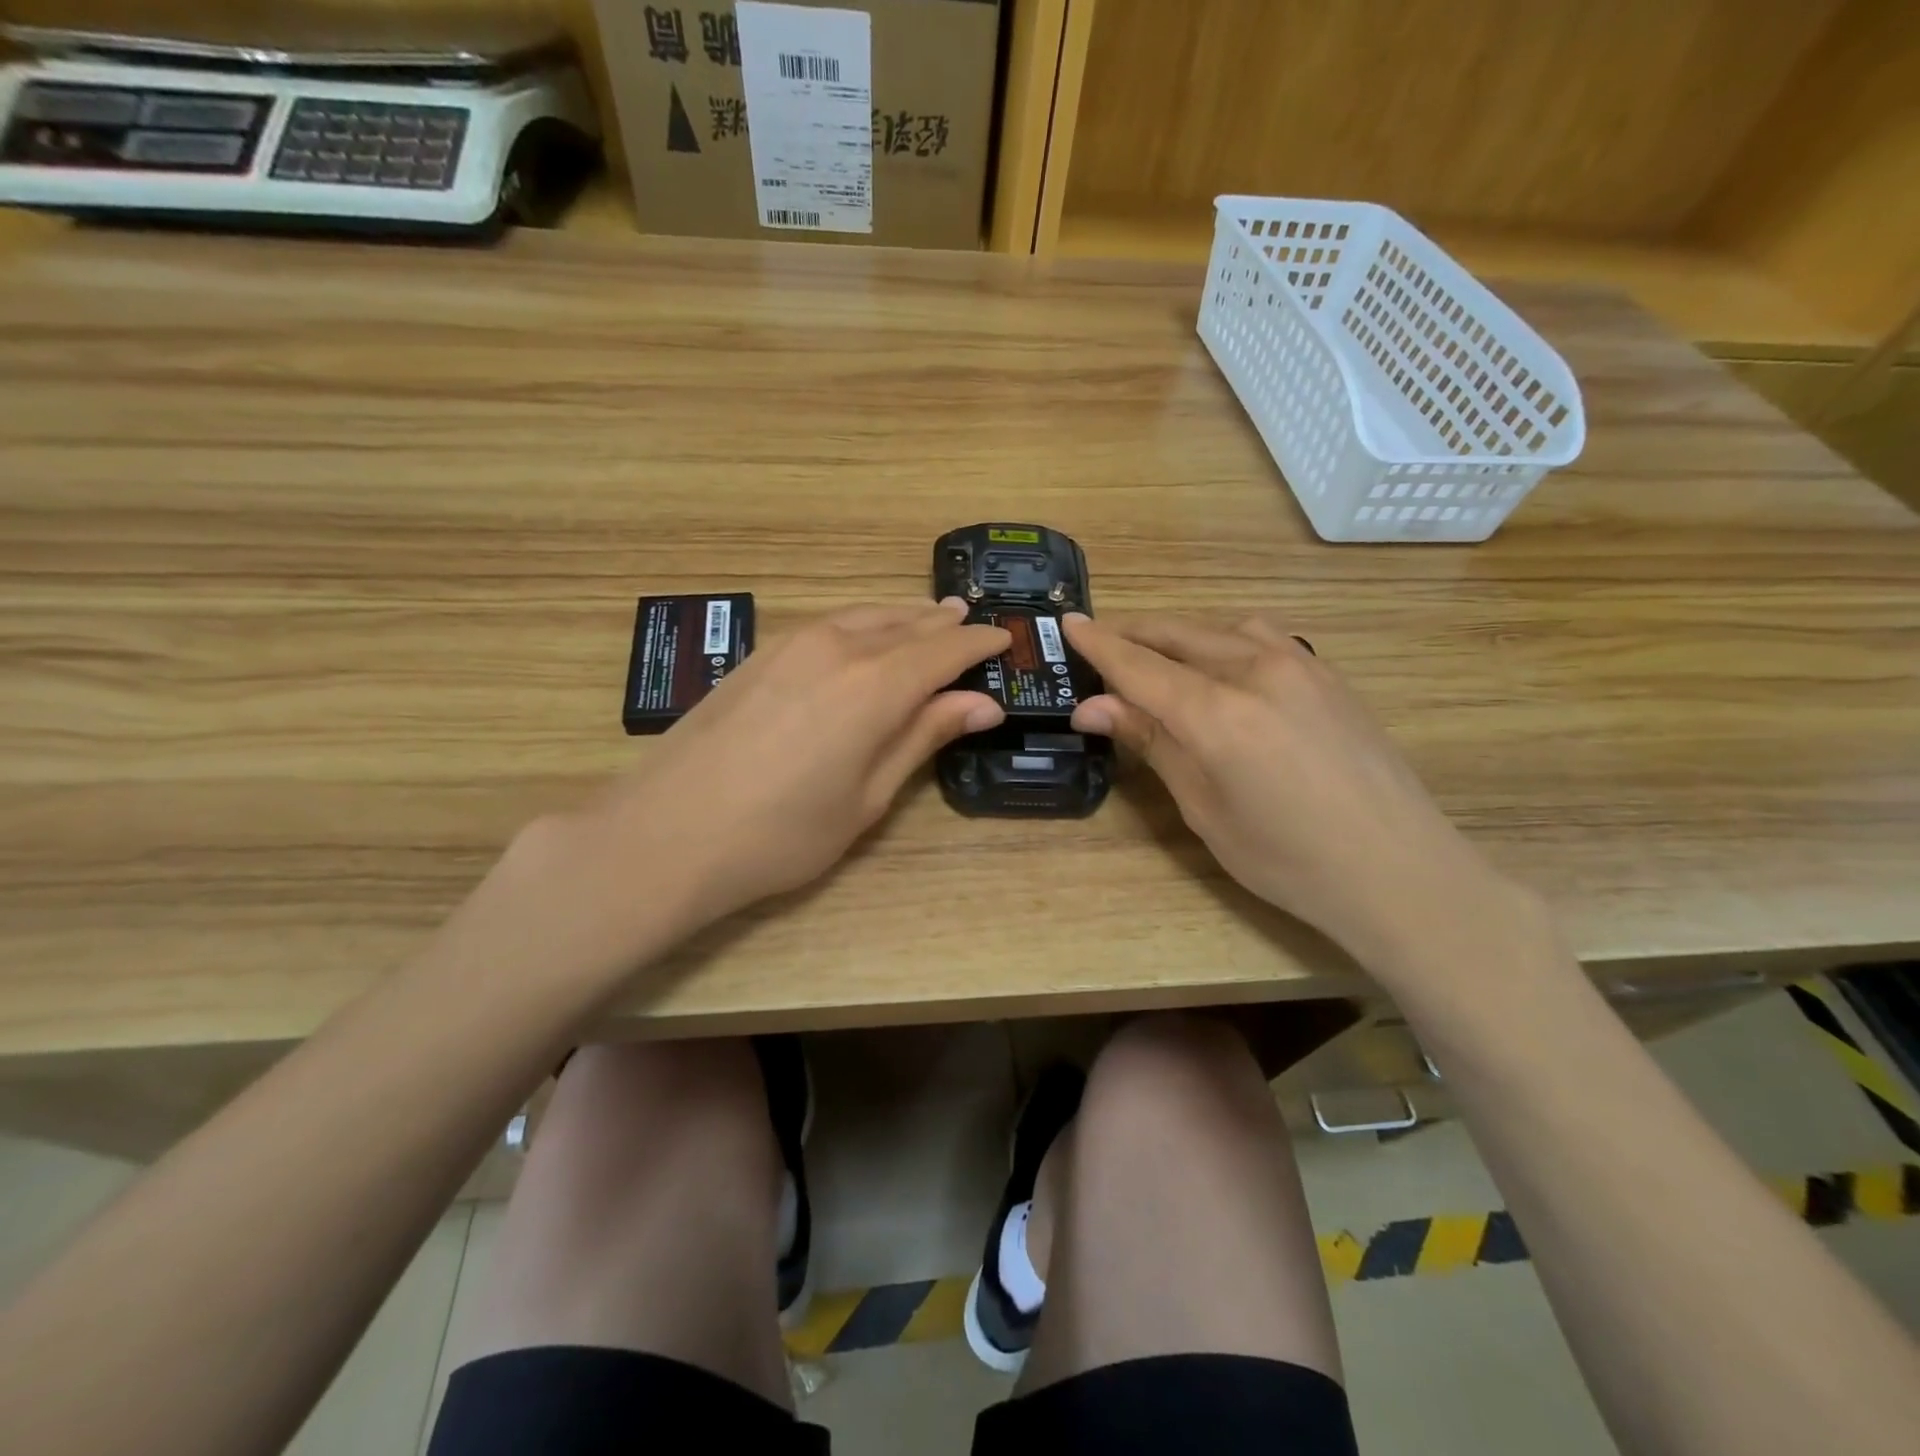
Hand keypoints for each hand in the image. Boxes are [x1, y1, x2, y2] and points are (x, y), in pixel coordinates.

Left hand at [584, 599, 1009, 932]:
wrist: (666, 834)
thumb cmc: (781, 834)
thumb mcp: (867, 797)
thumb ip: (923, 738)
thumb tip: (982, 704)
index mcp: (875, 686)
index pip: (944, 650)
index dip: (978, 645)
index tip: (1004, 641)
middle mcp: (838, 648)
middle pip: (905, 625)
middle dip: (943, 625)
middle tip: (971, 624)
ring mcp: (792, 644)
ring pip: (865, 616)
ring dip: (902, 618)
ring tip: (928, 619)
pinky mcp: (760, 653)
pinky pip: (830, 624)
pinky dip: (862, 624)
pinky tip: (865, 638)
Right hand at [1064, 613, 1512, 967]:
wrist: (1399, 870)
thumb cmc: (1287, 859)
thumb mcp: (1204, 807)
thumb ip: (1152, 743)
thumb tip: (1091, 707)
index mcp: (1218, 713)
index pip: (1139, 665)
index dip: (1099, 643)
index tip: (1068, 623)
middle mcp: (1256, 671)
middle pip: (1177, 634)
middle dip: (1133, 634)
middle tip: (1099, 643)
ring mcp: (1299, 665)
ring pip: (1219, 628)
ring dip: (1178, 634)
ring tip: (1155, 657)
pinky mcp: (1326, 673)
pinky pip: (1259, 638)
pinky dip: (1222, 640)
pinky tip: (1218, 666)